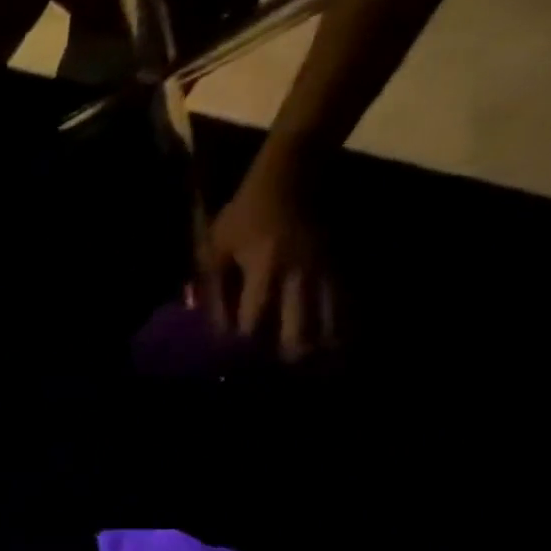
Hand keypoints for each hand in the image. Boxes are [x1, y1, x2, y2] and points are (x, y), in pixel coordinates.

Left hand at [199, 154, 337, 362]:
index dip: (245, 346)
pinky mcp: (338, 267)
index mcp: (265, 269)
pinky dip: (341, 327)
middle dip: (289, 356)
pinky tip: (339, 348)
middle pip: (300, 329)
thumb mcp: (214, 246)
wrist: (292, 175)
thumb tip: (206, 324)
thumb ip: (209, 285)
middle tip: (278, 375)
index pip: (254, 319)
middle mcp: (299, 274)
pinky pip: (344, 304)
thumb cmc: (244, 214)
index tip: (235, 365)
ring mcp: (324, 271)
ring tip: (313, 372)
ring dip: (320, 348)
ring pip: (330, 320)